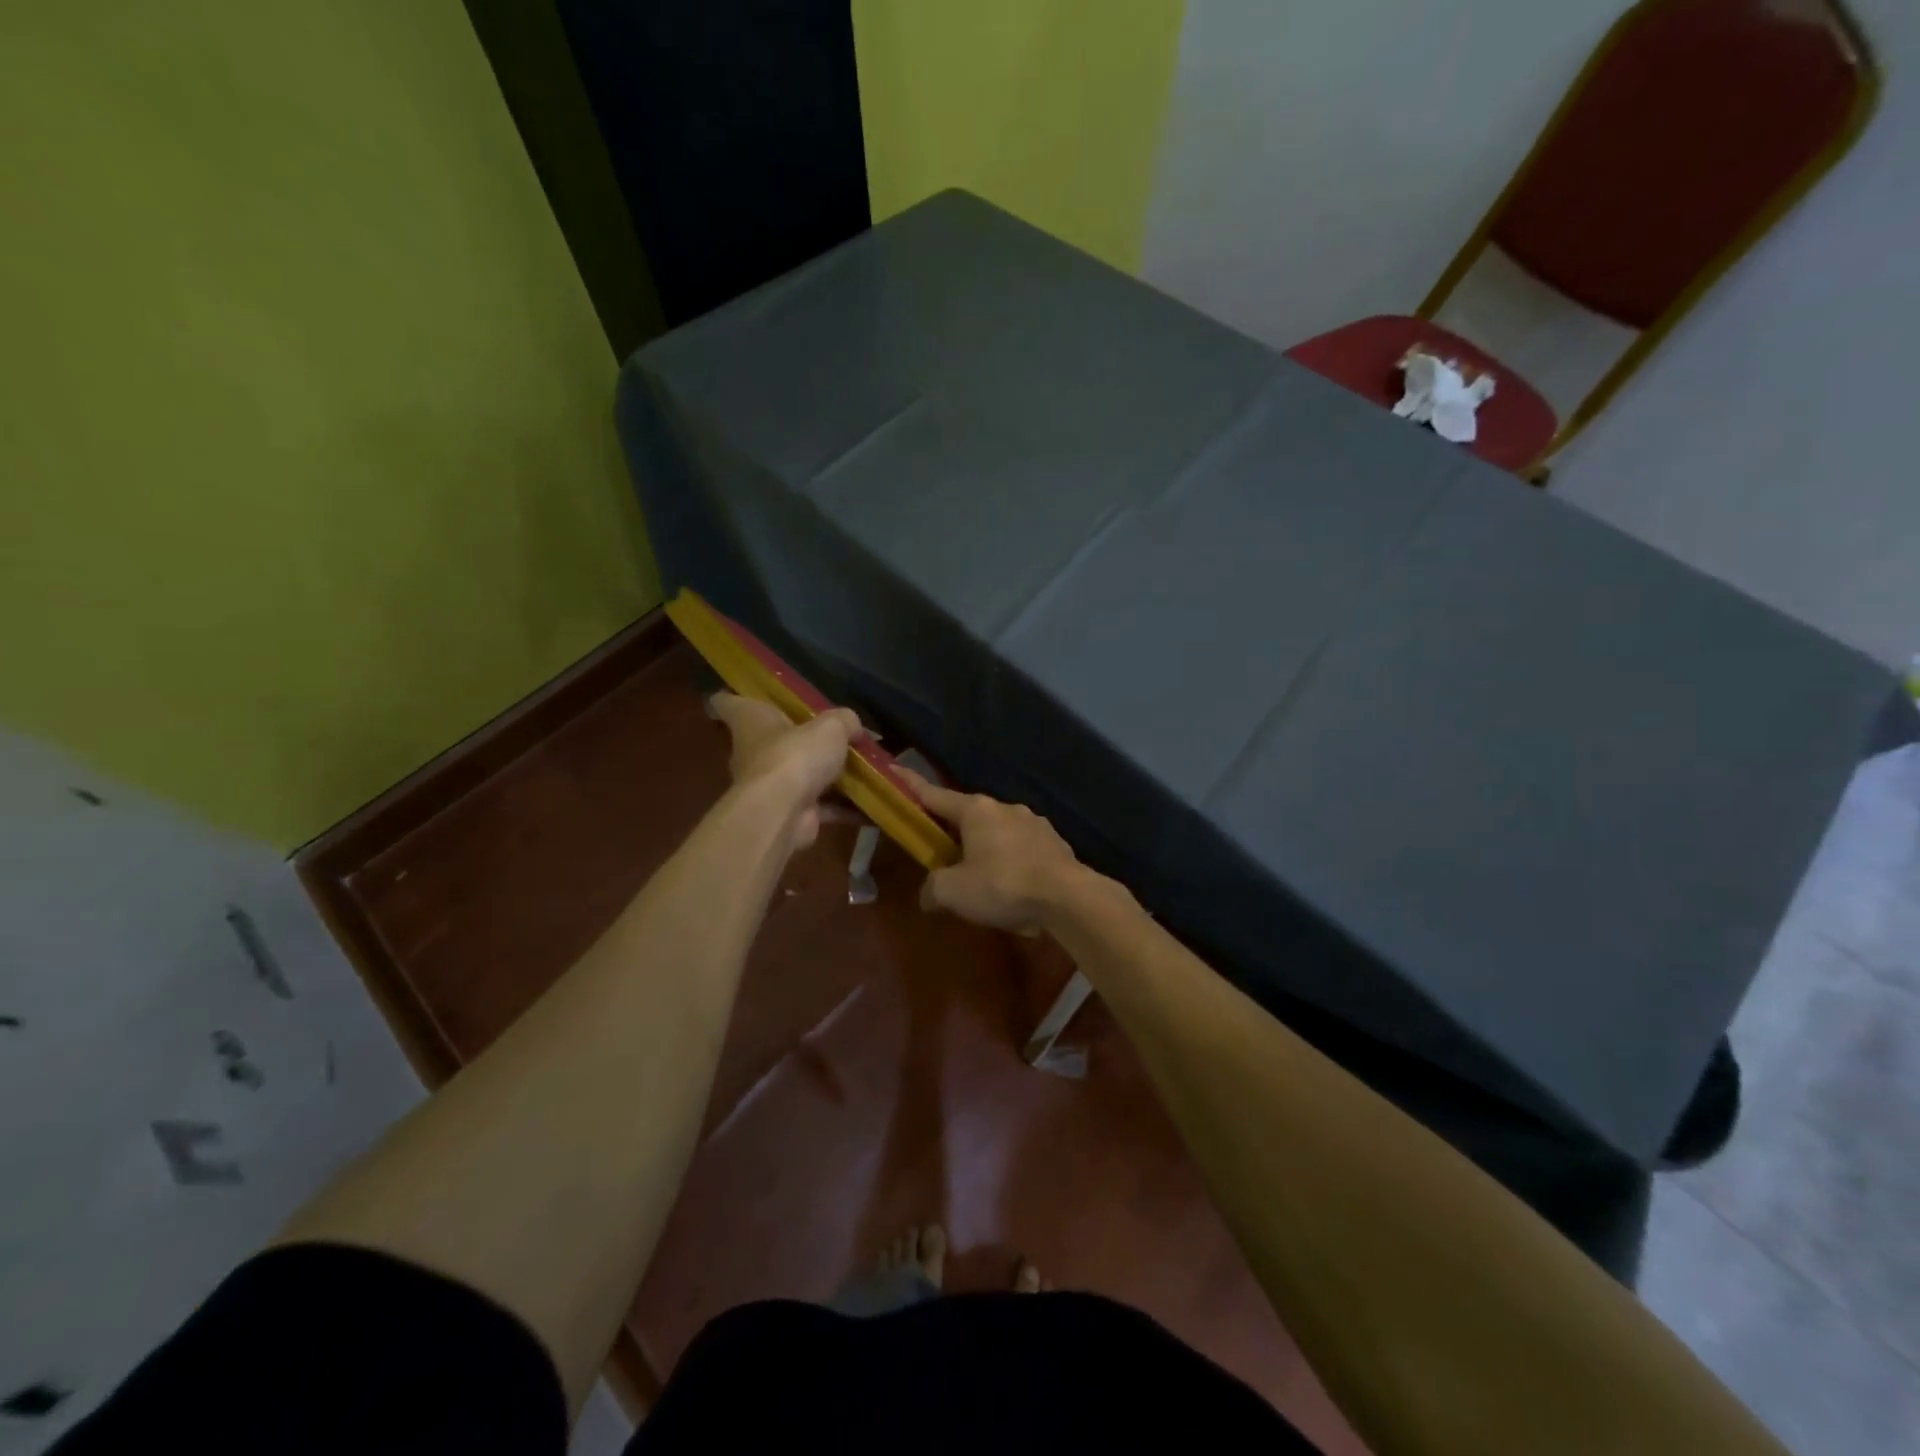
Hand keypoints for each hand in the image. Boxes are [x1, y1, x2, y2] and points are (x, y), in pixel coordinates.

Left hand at [709, 692, 862, 849]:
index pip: (727, 703)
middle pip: (770, 740)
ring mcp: (769, 786)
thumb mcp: (830, 727)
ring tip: (861, 769)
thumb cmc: (795, 755)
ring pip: (799, 775)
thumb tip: (853, 727)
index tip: (748, 695)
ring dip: (826, 776)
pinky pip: (820, 807)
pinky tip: (870, 805)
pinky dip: (843, 807)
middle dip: (798, 740)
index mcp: (751, 721)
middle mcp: (753, 752)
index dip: (734, 697)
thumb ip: (844, 721)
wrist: (782, 813)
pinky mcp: (789, 813)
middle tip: (831, 734)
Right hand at [898, 769, 1086, 934]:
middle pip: (969, 816)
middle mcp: (1005, 808)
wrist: (1068, 898)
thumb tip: (928, 894)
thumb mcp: (954, 892)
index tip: (896, 772)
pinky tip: (1013, 889)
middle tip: (943, 855)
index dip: (912, 787)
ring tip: (983, 881)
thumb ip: (934, 888)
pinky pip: (1022, 850)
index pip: (934, 795)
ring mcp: (1034, 823)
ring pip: (999, 833)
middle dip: (955, 832)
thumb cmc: (1003, 885)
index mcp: (976, 810)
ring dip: (986, 850)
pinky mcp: (1055, 843)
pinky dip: (1012, 864)